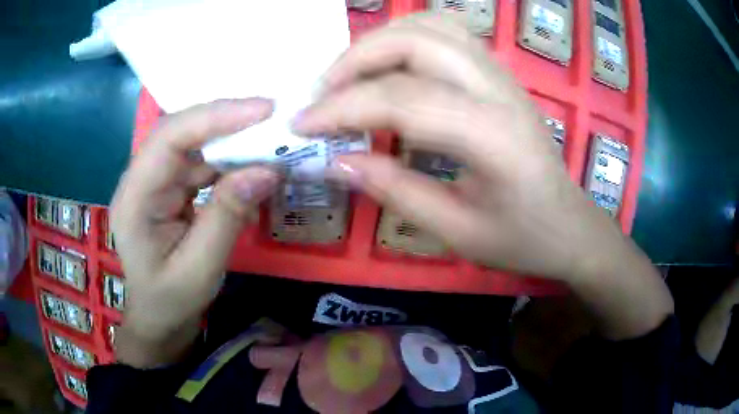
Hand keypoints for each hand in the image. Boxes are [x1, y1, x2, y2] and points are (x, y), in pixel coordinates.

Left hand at [110, 99, 278, 365]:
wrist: (159, 317)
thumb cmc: (171, 301)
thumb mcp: (200, 269)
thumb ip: (227, 217)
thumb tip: (267, 170)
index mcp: (134, 199)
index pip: (168, 139)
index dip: (213, 117)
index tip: (262, 110)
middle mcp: (141, 180)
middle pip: (181, 132)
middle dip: (226, 121)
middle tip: (273, 116)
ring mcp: (156, 182)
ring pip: (194, 144)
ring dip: (232, 141)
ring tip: (271, 141)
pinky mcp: (171, 187)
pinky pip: (201, 163)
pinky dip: (230, 162)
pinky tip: (253, 167)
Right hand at [294, 13, 598, 279]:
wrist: (569, 225)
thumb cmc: (523, 238)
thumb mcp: (458, 232)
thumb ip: (395, 193)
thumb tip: (334, 161)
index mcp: (494, 136)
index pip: (403, 100)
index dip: (342, 109)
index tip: (301, 125)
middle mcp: (499, 89)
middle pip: (416, 39)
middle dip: (355, 60)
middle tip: (322, 94)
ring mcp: (501, 74)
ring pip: (430, 25)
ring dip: (378, 41)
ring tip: (349, 78)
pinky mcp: (497, 73)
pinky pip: (445, 33)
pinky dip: (405, 38)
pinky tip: (389, 67)